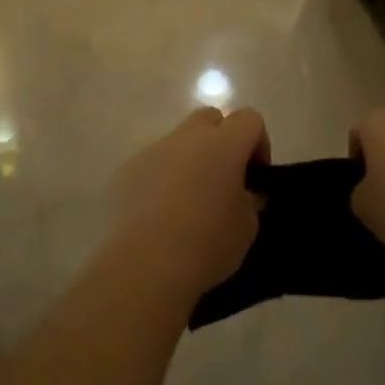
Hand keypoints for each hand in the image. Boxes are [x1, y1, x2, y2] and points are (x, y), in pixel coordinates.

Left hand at [108, 107, 268, 296]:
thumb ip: (249, 200)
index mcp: (223, 144)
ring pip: (178, 141)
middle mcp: (187, 137)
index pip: (249, 119)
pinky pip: (151, 163)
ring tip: (188, 201)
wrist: (146, 265)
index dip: (258, 142)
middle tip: (223, 178)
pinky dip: (160, 178)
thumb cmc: (207, 244)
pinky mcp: (126, 170)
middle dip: (221, 140)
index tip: (255, 175)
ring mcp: (152, 151)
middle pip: (210, 118)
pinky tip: (159, 214)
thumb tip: (243, 192)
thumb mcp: (247, 227)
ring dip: (189, 159)